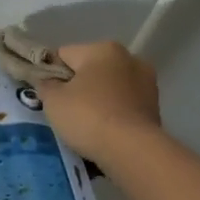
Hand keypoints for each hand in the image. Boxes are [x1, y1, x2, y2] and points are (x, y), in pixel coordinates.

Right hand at [35, 41, 162, 164]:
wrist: (132, 150)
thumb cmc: (88, 117)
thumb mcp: (53, 100)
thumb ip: (45, 85)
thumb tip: (47, 81)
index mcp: (103, 49)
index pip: (64, 54)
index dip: (50, 73)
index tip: (45, 95)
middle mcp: (129, 58)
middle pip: (90, 69)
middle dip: (77, 86)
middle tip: (63, 111)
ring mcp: (146, 82)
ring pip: (109, 87)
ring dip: (97, 99)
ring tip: (84, 124)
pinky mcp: (155, 106)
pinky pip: (123, 104)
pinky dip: (112, 113)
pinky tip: (103, 131)